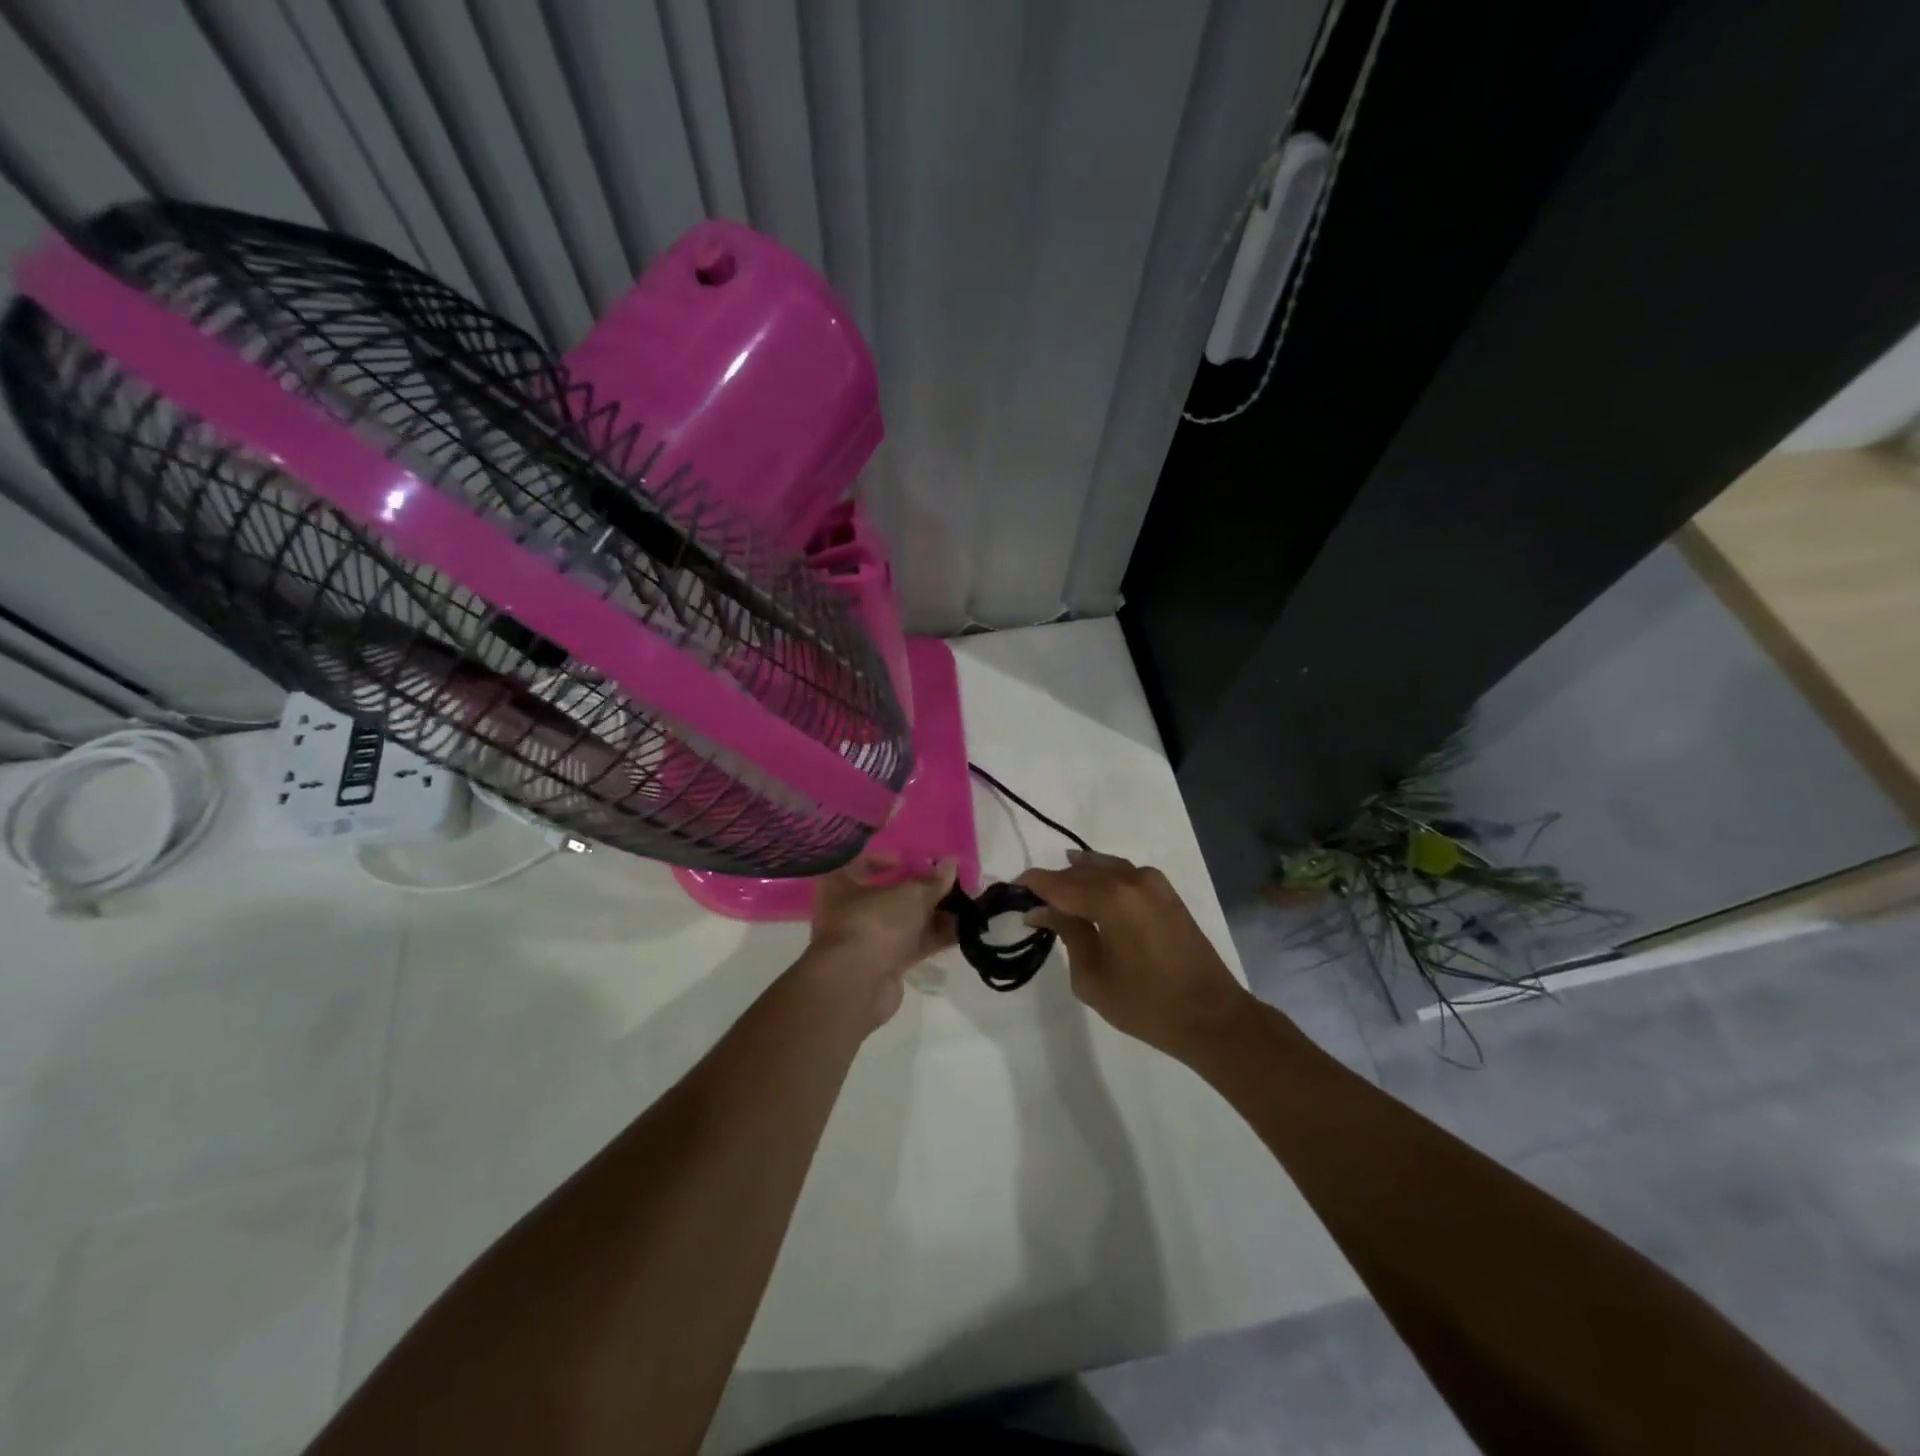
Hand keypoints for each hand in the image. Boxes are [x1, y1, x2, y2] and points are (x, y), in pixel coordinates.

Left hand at [806, 856, 957, 1027]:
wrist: (858, 984)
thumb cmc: (875, 922)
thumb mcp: (910, 894)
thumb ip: (933, 881)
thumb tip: (951, 865)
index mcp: (841, 884)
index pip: (862, 862)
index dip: (889, 858)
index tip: (916, 862)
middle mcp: (850, 910)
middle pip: (889, 894)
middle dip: (922, 889)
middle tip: (950, 883)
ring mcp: (867, 940)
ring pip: (905, 921)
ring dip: (934, 914)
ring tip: (966, 905)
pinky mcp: (884, 964)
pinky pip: (913, 944)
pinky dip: (935, 936)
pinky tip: (963, 930)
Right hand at [1018, 850, 1253, 1059]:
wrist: (1212, 1017)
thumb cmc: (1146, 1005)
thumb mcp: (1093, 977)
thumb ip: (1068, 934)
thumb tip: (1042, 910)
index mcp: (1111, 899)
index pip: (1059, 883)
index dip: (1033, 885)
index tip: (1013, 891)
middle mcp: (1131, 880)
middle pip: (1081, 871)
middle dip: (1055, 882)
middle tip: (1034, 901)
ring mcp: (1153, 883)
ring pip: (1104, 867)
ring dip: (1079, 877)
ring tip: (1058, 895)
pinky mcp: (1167, 893)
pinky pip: (1124, 874)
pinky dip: (1103, 878)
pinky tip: (1092, 891)